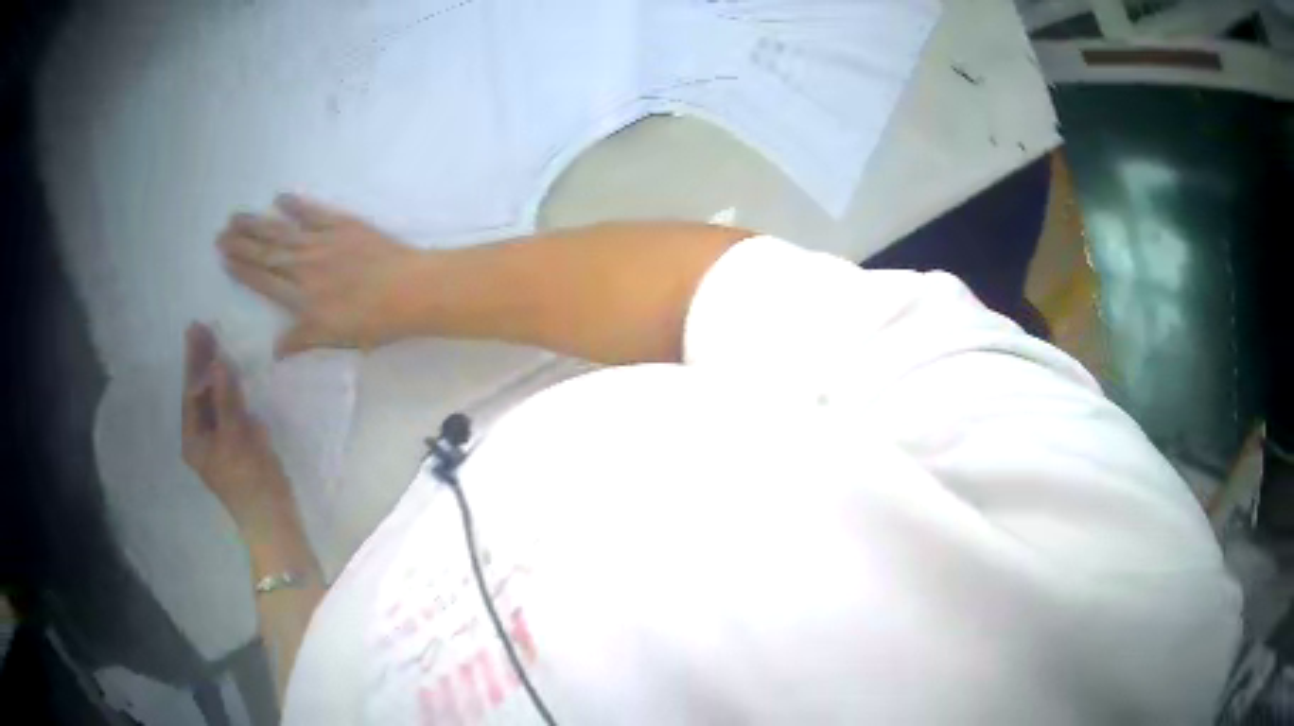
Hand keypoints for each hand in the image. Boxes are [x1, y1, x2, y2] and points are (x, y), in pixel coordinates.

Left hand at [182, 322, 293, 530]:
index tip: (196, 330)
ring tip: (214, 343)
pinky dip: (228, 390)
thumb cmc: (249, 479)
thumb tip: (217, 362)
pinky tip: (229, 375)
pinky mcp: (236, 445)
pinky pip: (227, 409)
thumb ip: (226, 399)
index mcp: (194, 440)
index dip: (194, 361)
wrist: (272, 519)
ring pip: (212, 400)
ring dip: (213, 373)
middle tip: (201, 328)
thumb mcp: (235, 437)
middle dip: (201, 363)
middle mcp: (201, 439)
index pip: (191, 392)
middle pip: (199, 394)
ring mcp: (219, 443)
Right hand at [217, 194, 425, 356]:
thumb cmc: (373, 322)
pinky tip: (281, 197)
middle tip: (220, 233)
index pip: (264, 282)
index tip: (225, 258)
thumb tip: (274, 352)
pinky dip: (297, 204)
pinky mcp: (343, 225)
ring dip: (258, 223)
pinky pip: (314, 212)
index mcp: (302, 297)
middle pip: (267, 253)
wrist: (409, 290)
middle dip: (242, 244)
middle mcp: (305, 266)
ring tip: (237, 216)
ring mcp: (323, 242)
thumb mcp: (334, 339)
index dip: (243, 270)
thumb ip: (302, 341)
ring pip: (283, 231)